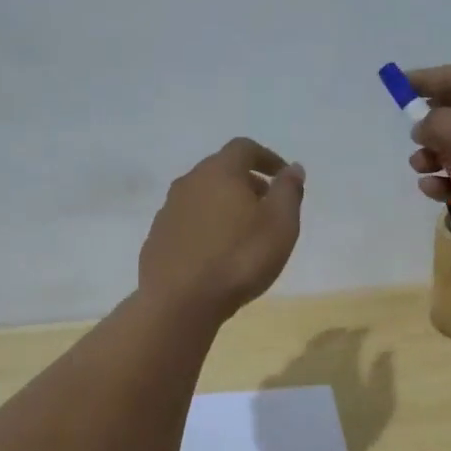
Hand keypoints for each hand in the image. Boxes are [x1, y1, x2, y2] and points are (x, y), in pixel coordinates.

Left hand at [139, 138, 304, 321]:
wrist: (180, 302)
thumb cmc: (240, 259)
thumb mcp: (280, 225)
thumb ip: (288, 191)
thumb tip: (293, 168)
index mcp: (219, 171)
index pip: (244, 148)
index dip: (268, 158)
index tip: (283, 177)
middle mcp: (189, 182)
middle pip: (221, 170)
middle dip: (247, 182)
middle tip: (267, 206)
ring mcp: (168, 210)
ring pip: (202, 196)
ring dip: (225, 205)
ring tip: (243, 232)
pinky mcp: (157, 238)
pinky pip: (188, 222)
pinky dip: (206, 227)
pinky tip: (216, 253)